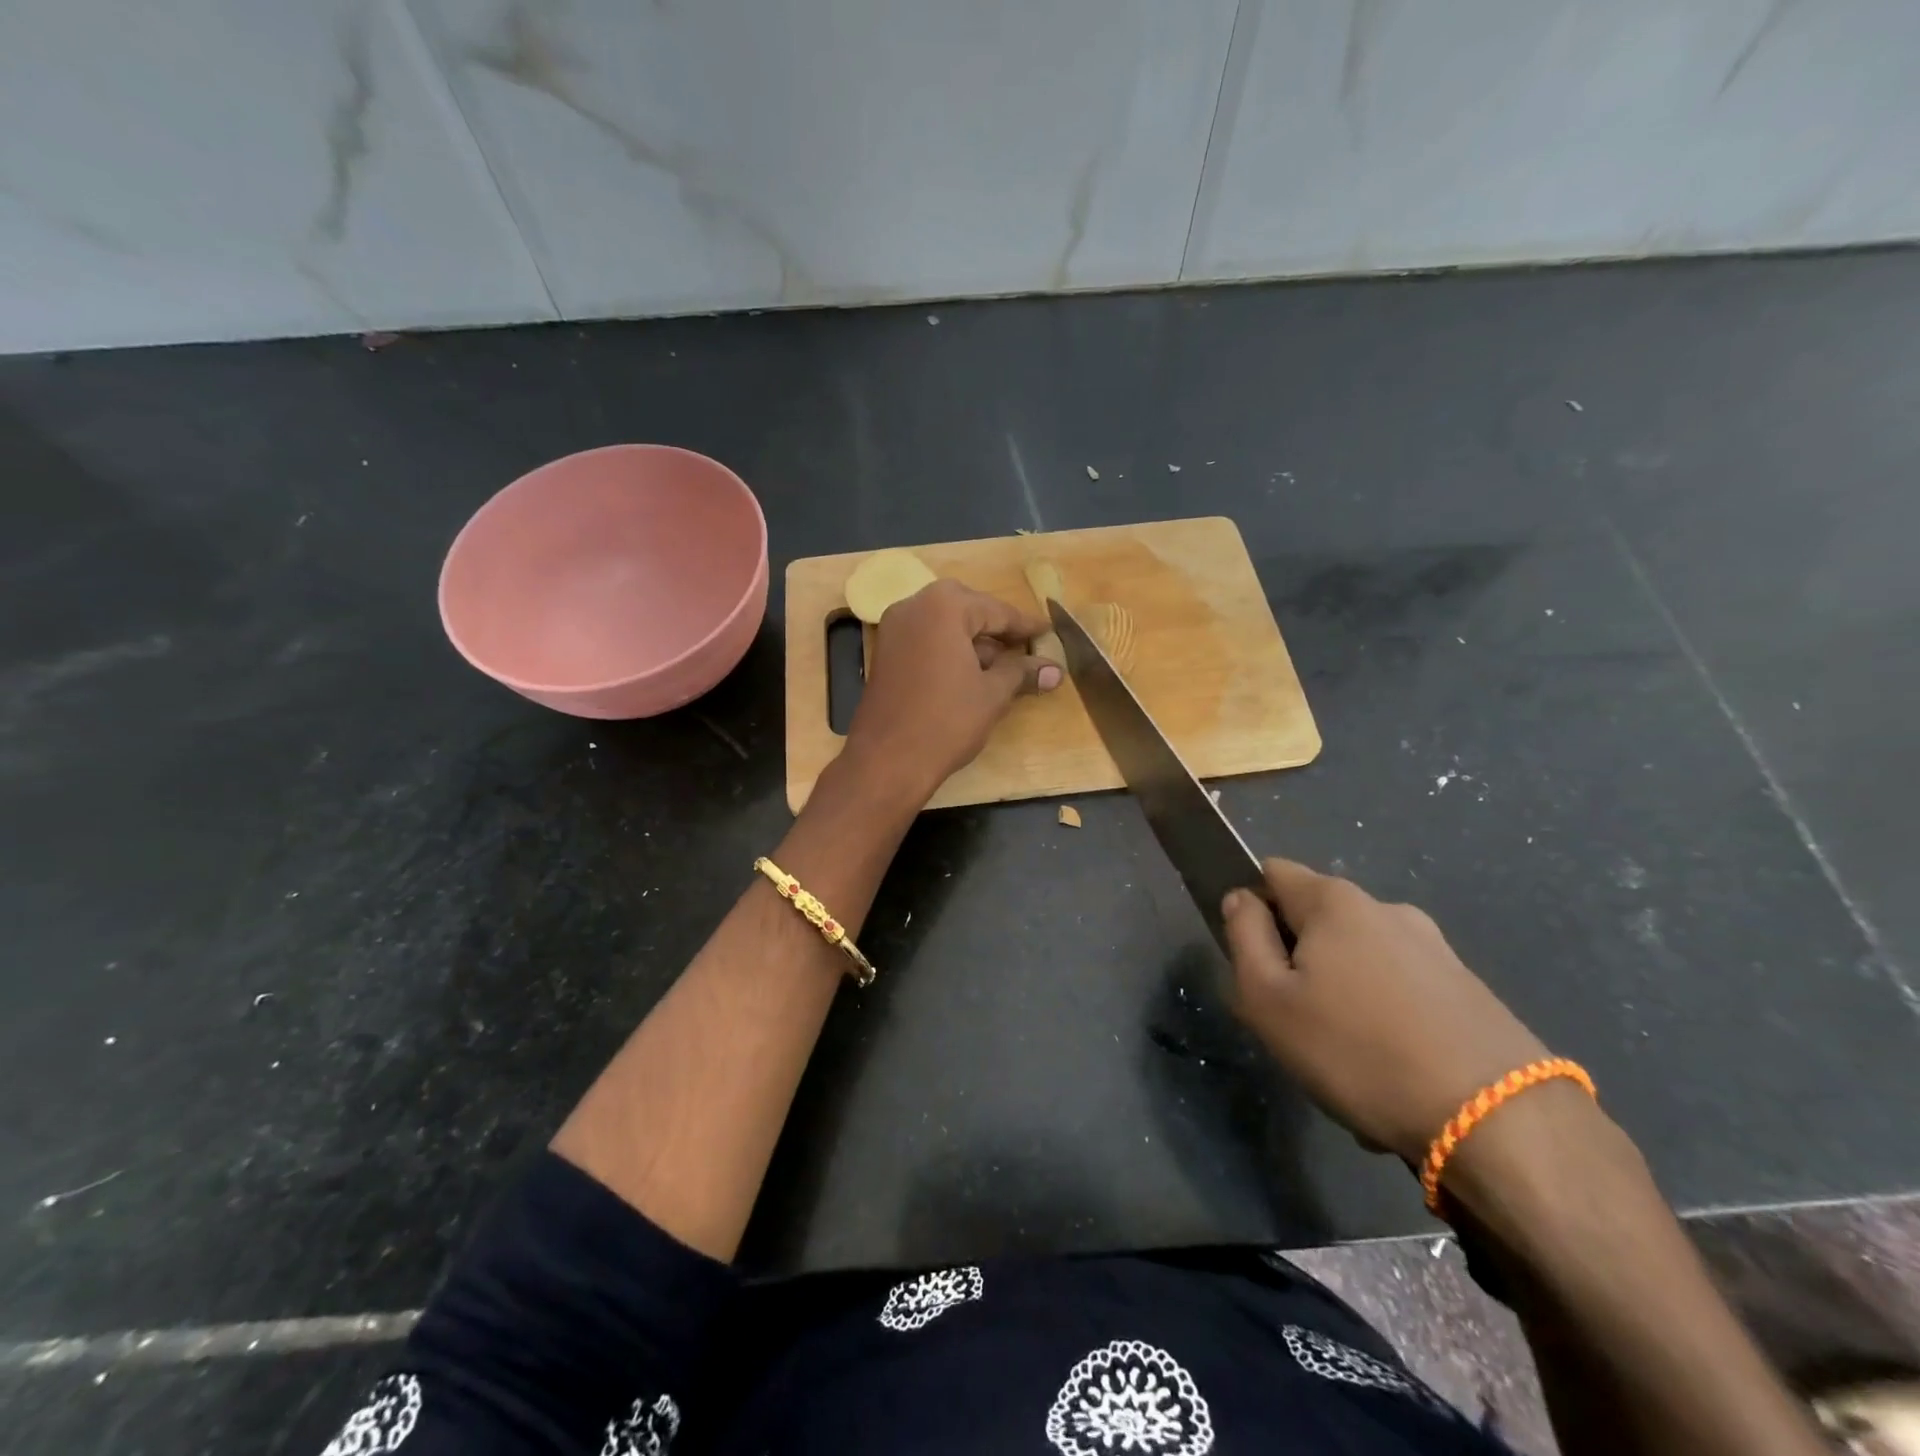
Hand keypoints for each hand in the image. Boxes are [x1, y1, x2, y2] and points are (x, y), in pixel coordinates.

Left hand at [843, 580, 1061, 803]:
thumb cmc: (947, 721)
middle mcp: (914, 606)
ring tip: (1004, 665)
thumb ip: (1022, 673)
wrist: (887, 760)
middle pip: (966, 608)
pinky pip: (926, 639)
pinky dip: (949, 649)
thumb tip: (1055, 670)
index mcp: (944, 607)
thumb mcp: (993, 694)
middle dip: (995, 627)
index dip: (1025, 625)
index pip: (995, 610)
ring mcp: (894, 629)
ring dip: (973, 640)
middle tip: (1023, 644)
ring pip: (944, 624)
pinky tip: (971, 673)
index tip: (1048, 632)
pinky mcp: (885, 653)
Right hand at [1222, 858, 1551, 1163]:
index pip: (1272, 872)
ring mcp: (1436, 949)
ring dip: (1343, 996)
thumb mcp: (1268, 999)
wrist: (1500, 1123)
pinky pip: (1404, 995)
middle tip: (1294, 1022)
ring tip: (1347, 1062)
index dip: (1252, 907)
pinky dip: (1387, 1022)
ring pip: (1360, 962)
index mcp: (1335, 901)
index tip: (1254, 960)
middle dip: (1299, 960)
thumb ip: (1244, 938)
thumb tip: (1241, 900)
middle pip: (1318, 920)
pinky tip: (1393, 1076)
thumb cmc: (1358, 1051)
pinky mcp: (1471, 991)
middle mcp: (1387, 909)